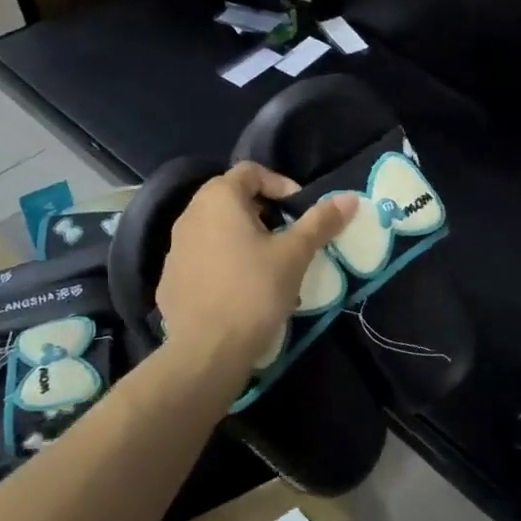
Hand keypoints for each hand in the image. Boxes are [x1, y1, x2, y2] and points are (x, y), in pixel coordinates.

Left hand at [155, 163, 355, 377]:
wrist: (208, 349)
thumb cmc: (255, 290)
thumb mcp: (295, 254)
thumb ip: (321, 222)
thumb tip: (350, 198)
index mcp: (219, 199)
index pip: (250, 172)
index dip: (280, 184)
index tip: (300, 210)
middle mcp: (189, 216)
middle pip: (231, 199)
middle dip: (264, 213)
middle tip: (288, 237)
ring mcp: (175, 249)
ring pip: (216, 231)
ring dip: (244, 238)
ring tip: (269, 267)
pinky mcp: (170, 280)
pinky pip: (203, 259)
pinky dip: (224, 263)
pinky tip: (242, 290)